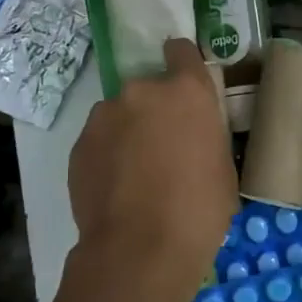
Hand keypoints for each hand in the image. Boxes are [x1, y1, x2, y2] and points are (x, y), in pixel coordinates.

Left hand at [66, 38, 236, 301]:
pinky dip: (107, 156)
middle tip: (164, 148)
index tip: (185, 84)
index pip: (181, 51)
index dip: (183, 63)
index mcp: (186, 91)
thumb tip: (194, 138)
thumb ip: (206, 136)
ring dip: (128, 132)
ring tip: (136, 174)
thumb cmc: (199, 209)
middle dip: (155, 110)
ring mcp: (104, 117)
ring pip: (119, 115)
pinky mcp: (78, 145)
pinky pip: (99, 141)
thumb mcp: (222, 167)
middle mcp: (141, 92)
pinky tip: (117, 189)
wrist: (140, 249)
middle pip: (148, 89)